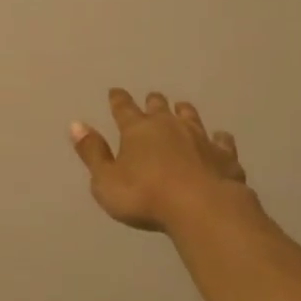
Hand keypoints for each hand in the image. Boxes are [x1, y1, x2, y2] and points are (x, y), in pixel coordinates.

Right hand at [71, 89, 250, 233]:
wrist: (203, 208)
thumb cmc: (145, 196)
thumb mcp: (106, 180)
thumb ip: (92, 153)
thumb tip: (76, 125)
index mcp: (137, 130)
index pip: (123, 109)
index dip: (118, 100)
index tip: (115, 91)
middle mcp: (169, 126)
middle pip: (159, 107)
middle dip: (153, 102)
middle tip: (152, 98)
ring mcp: (200, 138)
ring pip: (190, 117)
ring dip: (184, 112)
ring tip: (182, 108)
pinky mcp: (225, 156)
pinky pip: (221, 141)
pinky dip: (218, 138)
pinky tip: (220, 138)